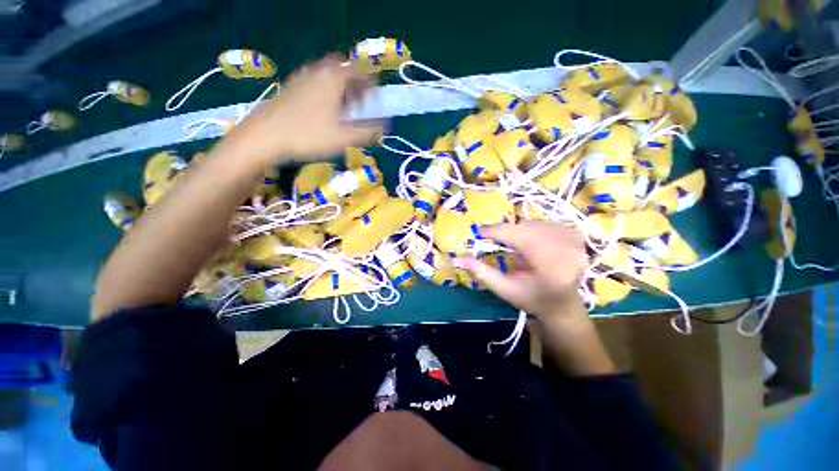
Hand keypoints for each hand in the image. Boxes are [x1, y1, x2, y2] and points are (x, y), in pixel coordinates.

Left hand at [229, 54, 382, 165]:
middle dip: (356, 84)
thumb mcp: (344, 137)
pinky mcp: (292, 87)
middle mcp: (318, 71)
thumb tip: (385, 129)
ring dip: (341, 88)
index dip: (372, 83)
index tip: (377, 98)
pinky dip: (327, 91)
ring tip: (345, 110)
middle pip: (343, 70)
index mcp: (333, 78)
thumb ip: (368, 132)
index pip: (360, 71)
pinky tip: (325, 111)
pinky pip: (316, 82)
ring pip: (328, 75)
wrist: (265, 135)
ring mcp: (302, 78)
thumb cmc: (309, 135)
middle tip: (361, 102)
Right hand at [454, 221, 587, 320]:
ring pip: (536, 223)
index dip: (498, 232)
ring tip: (514, 245)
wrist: (563, 305)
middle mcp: (569, 253)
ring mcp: (577, 243)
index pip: (521, 239)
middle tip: (494, 239)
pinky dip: (532, 228)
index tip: (481, 231)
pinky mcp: (577, 236)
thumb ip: (481, 272)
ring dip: (519, 230)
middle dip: (507, 232)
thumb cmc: (532, 300)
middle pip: (527, 228)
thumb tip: (456, 259)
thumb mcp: (504, 289)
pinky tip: (531, 241)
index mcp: (552, 270)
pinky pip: (546, 222)